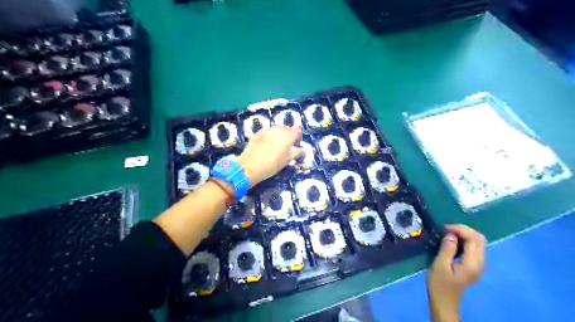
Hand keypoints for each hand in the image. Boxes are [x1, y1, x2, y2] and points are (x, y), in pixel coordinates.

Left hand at [235, 126, 302, 186]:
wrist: (251, 165)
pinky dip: (269, 136)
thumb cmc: (273, 164)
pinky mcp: (258, 133)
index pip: (297, 130)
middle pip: (287, 128)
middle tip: (287, 145)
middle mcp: (279, 129)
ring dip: (279, 134)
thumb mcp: (287, 160)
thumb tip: (303, 150)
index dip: (298, 136)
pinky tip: (266, 144)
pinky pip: (267, 132)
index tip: (296, 145)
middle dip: (288, 135)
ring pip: (276, 128)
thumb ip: (296, 153)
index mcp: (288, 136)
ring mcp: (267, 130)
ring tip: (277, 145)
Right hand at [426, 223, 483, 321]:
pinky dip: (464, 240)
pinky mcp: (474, 265)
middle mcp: (480, 263)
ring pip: (477, 242)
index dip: (460, 229)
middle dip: (463, 230)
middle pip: (479, 238)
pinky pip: (473, 247)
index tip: (444, 228)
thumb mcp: (439, 265)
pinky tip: (452, 242)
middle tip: (446, 229)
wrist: (444, 301)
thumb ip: (447, 249)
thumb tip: (451, 234)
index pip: (474, 238)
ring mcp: (478, 265)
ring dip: (464, 234)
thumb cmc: (439, 284)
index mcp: (473, 263)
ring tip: (447, 234)